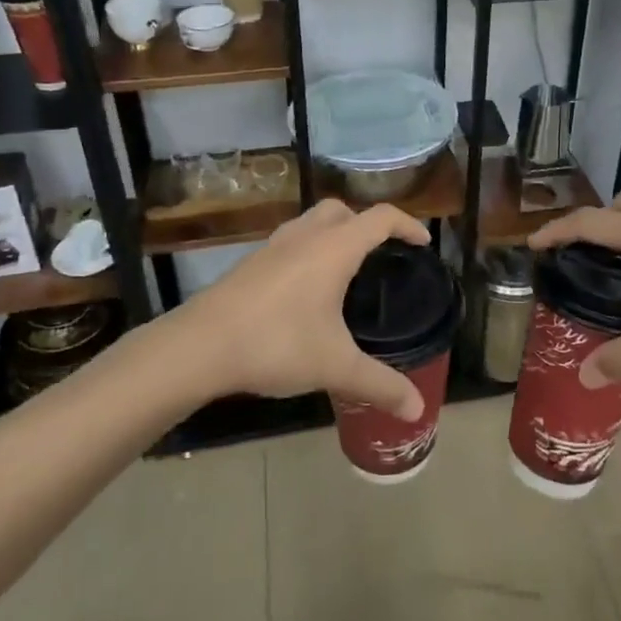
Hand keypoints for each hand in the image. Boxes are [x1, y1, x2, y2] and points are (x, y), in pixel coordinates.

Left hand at [172, 200, 429, 418]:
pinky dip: (308, 252)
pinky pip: (290, 243)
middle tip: (381, 255)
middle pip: (343, 210)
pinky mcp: (250, 264)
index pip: (380, 218)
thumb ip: (380, 384)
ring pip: (312, 222)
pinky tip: (306, 292)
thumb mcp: (335, 367)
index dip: (407, 224)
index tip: (422, 243)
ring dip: (334, 235)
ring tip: (345, 272)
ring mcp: (272, 247)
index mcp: (333, 248)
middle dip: (367, 224)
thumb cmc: (276, 344)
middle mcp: (304, 236)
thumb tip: (417, 410)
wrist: (198, 347)